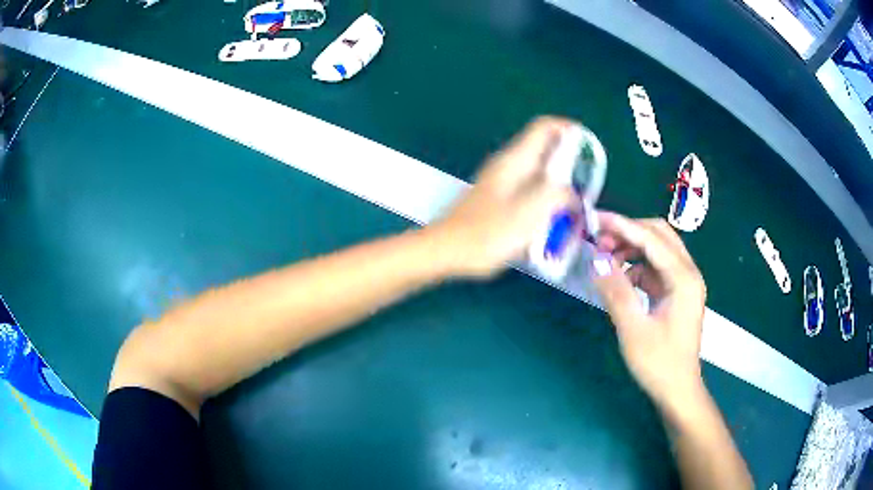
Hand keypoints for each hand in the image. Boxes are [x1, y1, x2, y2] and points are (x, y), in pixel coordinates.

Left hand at [428, 117, 577, 277]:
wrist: (448, 251)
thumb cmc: (487, 233)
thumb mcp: (530, 213)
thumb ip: (557, 195)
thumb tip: (571, 192)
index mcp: (515, 160)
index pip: (545, 127)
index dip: (569, 130)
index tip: (589, 149)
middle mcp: (508, 165)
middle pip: (545, 150)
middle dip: (570, 165)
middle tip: (585, 188)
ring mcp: (502, 181)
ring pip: (539, 173)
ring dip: (559, 186)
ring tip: (572, 208)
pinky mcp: (498, 199)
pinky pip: (530, 190)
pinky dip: (545, 200)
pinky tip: (550, 221)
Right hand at [592, 213, 706, 411]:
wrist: (677, 389)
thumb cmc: (659, 364)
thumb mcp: (633, 330)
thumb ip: (616, 292)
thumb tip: (597, 260)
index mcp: (683, 279)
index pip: (651, 239)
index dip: (622, 225)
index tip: (595, 219)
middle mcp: (688, 273)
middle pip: (659, 235)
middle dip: (629, 231)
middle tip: (600, 240)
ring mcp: (684, 282)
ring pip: (658, 249)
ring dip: (632, 247)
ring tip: (606, 257)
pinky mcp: (676, 292)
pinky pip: (656, 267)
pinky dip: (637, 265)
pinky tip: (621, 277)